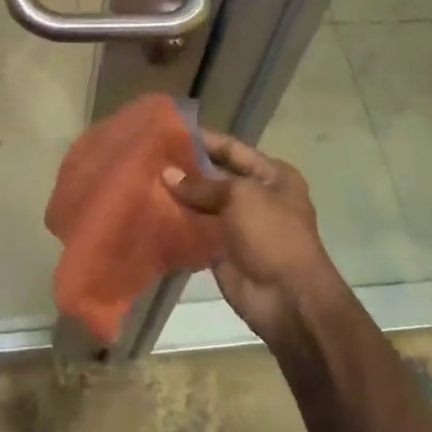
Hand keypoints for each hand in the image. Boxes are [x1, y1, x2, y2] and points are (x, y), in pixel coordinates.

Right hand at [164, 131, 337, 342]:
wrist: (288, 299)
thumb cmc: (272, 234)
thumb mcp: (240, 197)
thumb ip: (202, 185)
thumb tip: (167, 174)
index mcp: (272, 176)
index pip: (232, 149)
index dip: (204, 140)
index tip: (170, 132)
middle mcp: (256, 196)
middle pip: (216, 176)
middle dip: (187, 169)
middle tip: (150, 158)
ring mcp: (239, 226)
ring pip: (203, 205)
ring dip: (179, 197)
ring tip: (143, 181)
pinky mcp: (222, 252)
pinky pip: (196, 232)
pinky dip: (177, 225)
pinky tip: (151, 212)